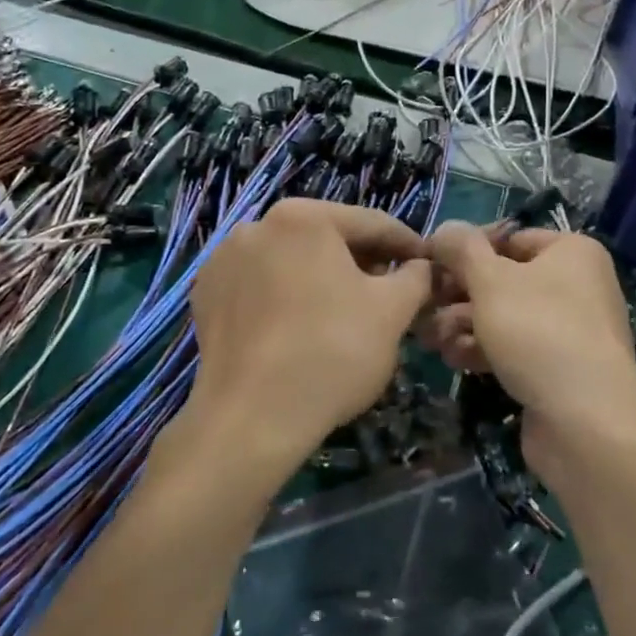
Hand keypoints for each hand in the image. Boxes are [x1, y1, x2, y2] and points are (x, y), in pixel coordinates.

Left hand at [187, 199, 431, 478]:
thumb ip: (416, 277)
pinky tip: (300, 327)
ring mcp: (225, 259)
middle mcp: (257, 225)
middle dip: (362, 262)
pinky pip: (260, 286)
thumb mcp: (393, 311)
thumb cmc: (332, 352)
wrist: (251, 418)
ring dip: (322, 279)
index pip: (371, 224)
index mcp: (303, 217)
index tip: (428, 264)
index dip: (407, 245)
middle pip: (327, 239)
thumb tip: (422, 266)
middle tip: (391, 292)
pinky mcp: (206, 294)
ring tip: (346, 312)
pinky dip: (284, 297)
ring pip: (291, 262)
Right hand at [422, 223, 635, 479]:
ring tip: (432, 339)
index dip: (467, 249)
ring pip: (504, 316)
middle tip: (424, 306)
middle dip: (459, 294)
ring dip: (464, 325)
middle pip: (503, 279)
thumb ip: (463, 250)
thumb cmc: (539, 333)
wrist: (587, 426)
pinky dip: (484, 350)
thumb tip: (445, 228)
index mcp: (572, 252)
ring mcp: (570, 330)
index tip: (430, 264)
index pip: (509, 238)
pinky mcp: (558, 369)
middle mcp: (576, 285)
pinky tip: (455, 360)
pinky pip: (515, 348)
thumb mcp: (491, 281)